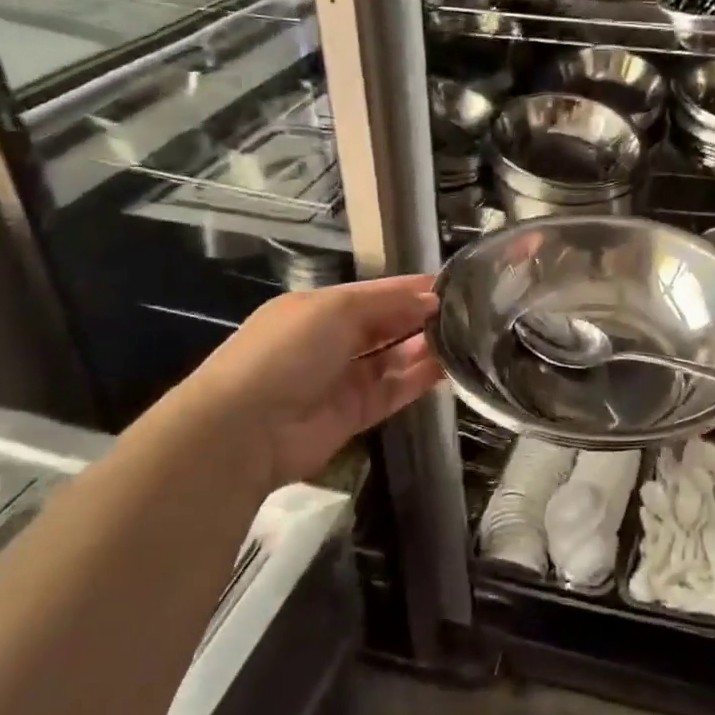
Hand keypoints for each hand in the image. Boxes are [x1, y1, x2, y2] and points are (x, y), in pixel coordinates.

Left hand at [166, 275, 441, 487]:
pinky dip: (418, 379)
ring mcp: (342, 379)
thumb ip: (387, 303)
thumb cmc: (287, 352)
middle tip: (469, 312)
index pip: (375, 292)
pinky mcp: (354, 414)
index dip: (411, 288)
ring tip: (466, 337)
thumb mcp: (334, 310)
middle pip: (386, 324)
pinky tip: (447, 367)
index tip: (455, 285)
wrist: (244, 430)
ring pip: (393, 358)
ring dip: (425, 347)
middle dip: (421, 317)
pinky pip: (393, 391)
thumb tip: (430, 300)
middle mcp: (331, 341)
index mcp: (319, 308)